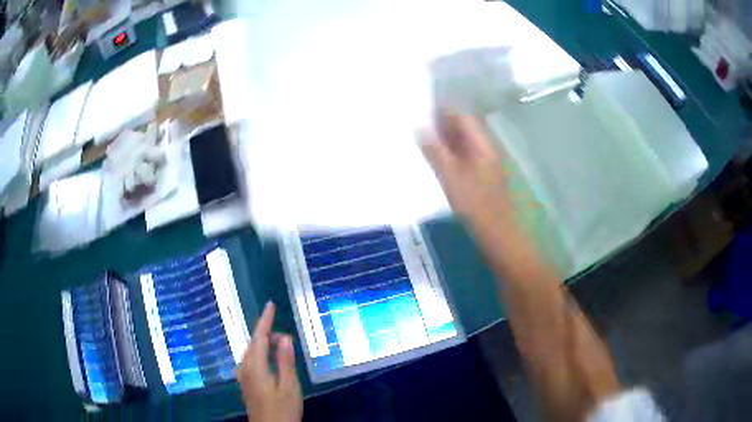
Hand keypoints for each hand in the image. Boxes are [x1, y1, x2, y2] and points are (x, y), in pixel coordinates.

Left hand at [238, 302, 302, 421]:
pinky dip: (261, 355)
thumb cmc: (282, 409)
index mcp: (255, 366)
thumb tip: (284, 337)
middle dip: (268, 334)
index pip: (259, 337)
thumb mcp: (289, 386)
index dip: (265, 320)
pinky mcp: (246, 384)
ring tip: (281, 347)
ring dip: (264, 345)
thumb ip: (285, 361)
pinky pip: (251, 361)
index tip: (270, 305)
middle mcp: (245, 368)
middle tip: (288, 339)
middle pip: (254, 344)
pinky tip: (271, 361)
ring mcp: (243, 377)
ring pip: (252, 352)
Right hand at [419, 111, 512, 231]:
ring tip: (424, 139)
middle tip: (420, 124)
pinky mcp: (482, 176)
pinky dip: (451, 153)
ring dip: (446, 139)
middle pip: (465, 129)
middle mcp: (486, 150)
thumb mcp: (450, 176)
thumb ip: (435, 152)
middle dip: (444, 124)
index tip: (424, 110)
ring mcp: (485, 163)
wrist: (496, 231)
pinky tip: (438, 159)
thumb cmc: (474, 203)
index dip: (445, 111)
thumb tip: (420, 129)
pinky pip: (465, 156)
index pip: (464, 118)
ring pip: (464, 143)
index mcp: (482, 145)